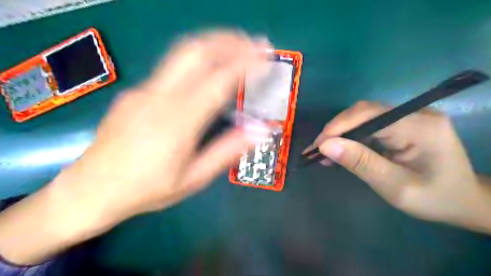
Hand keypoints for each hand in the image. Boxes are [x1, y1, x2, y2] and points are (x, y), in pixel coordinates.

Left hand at [0, 30, 270, 264]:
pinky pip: (173, 67)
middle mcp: (159, 97)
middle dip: (230, 41)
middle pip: (197, 52)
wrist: (91, 190)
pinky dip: (199, 58)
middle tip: (255, 43)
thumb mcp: (193, 178)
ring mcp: (144, 90)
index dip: (246, 65)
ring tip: (238, 45)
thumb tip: (260, 131)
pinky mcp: (136, 91)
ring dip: (214, 42)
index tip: (266, 58)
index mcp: (177, 123)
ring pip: (182, 52)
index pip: (218, 81)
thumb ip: (227, 151)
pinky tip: (211, 68)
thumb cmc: (147, 190)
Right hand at [308, 100, 490, 231]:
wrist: (463, 200)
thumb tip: (325, 145)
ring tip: (324, 152)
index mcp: (420, 127)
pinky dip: (351, 137)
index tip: (317, 146)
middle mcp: (414, 113)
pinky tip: (340, 150)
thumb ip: (360, 163)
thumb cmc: (434, 198)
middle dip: (336, 130)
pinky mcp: (401, 123)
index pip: (369, 115)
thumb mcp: (394, 186)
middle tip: (316, 150)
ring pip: (363, 116)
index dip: (338, 127)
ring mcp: (408, 116)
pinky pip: (369, 124)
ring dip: (340, 133)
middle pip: (364, 112)